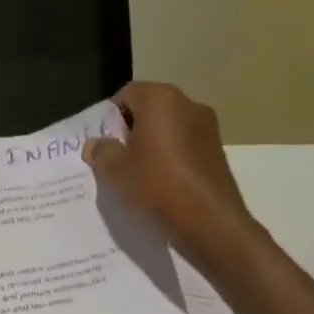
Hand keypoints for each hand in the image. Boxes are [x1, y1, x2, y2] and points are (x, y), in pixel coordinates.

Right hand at [83, 82, 260, 266]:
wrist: (209, 220)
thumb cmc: (156, 185)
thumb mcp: (115, 170)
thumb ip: (101, 151)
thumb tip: (95, 144)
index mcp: (160, 99)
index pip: (126, 93)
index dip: (110, 116)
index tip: (103, 142)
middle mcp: (188, 103)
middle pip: (150, 108)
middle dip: (131, 129)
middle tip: (117, 158)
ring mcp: (208, 126)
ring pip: (169, 127)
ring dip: (152, 143)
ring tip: (139, 174)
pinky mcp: (218, 150)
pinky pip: (185, 144)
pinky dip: (171, 156)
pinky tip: (162, 182)